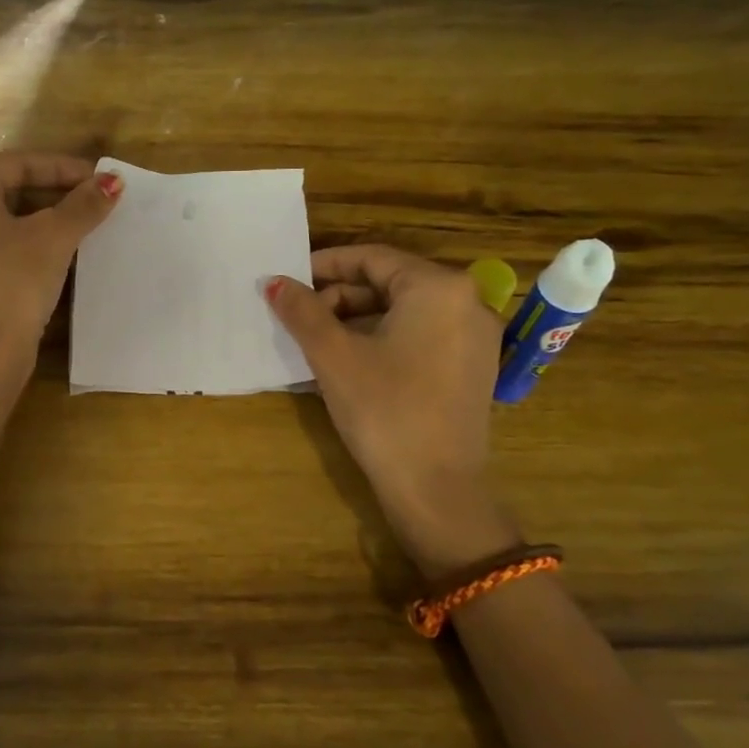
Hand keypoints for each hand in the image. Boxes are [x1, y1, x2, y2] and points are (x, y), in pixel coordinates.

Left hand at [0, 152, 120, 383]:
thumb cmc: (13, 282)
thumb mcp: (54, 238)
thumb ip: (84, 204)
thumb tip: (113, 182)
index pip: (21, 163)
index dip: (66, 169)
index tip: (102, 178)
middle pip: (9, 186)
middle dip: (55, 192)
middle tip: (95, 199)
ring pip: (0, 214)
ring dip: (42, 215)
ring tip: (83, 221)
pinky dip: (22, 236)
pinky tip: (55, 246)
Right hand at [266, 245, 516, 575]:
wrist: (437, 490)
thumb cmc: (384, 410)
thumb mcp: (334, 355)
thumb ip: (302, 310)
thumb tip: (273, 282)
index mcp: (438, 288)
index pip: (372, 257)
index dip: (325, 265)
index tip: (289, 280)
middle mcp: (467, 302)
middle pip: (390, 282)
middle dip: (339, 296)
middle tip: (298, 314)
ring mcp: (474, 337)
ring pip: (404, 311)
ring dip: (356, 319)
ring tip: (315, 339)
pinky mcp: (472, 367)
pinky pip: (420, 335)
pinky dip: (382, 338)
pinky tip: (348, 360)